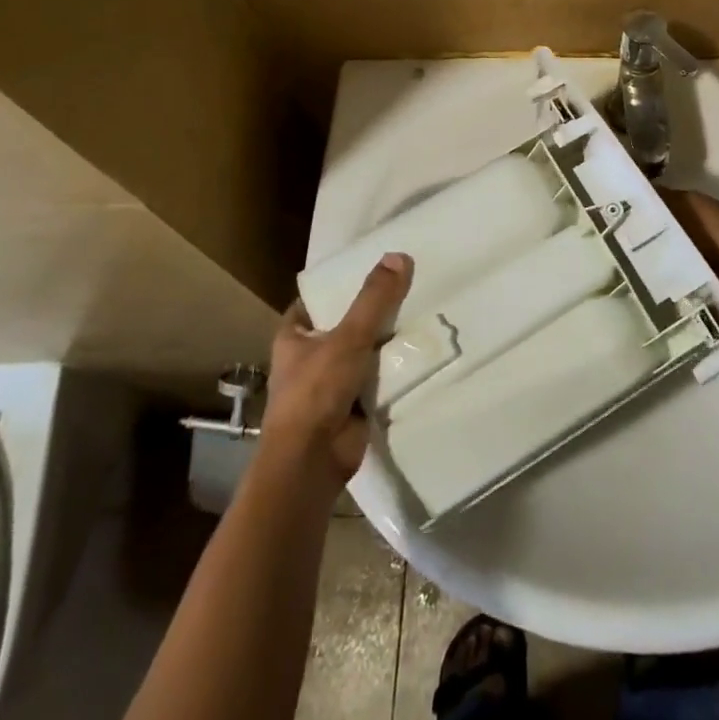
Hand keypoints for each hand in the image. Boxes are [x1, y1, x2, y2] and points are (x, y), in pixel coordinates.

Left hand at [262, 253, 412, 494]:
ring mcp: (332, 382)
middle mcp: (310, 356)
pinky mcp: (354, 404)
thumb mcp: (347, 337)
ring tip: (424, 310)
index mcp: (294, 336)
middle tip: (410, 283)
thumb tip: (398, 255)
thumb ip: (374, 299)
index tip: (375, 265)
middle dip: (374, 310)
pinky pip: (379, 376)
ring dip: (388, 340)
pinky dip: (396, 368)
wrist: (311, 464)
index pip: (318, 299)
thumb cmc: (315, 393)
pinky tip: (423, 348)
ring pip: (366, 350)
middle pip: (347, 322)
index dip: (343, 283)